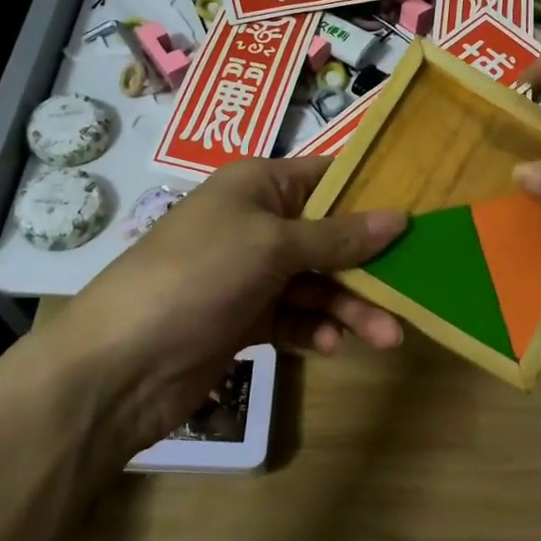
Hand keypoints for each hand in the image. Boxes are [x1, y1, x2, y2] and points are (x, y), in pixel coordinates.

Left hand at [30, 158, 405, 459]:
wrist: (122, 363)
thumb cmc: (199, 275)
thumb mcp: (272, 245)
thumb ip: (338, 237)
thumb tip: (400, 217)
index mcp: (257, 186)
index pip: (326, 178)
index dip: (371, 194)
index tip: (419, 213)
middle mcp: (256, 224)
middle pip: (329, 237)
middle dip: (368, 266)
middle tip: (414, 291)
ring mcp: (249, 274)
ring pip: (316, 283)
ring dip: (350, 307)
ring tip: (387, 337)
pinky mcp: (244, 319)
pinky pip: (294, 317)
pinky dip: (314, 330)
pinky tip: (330, 346)